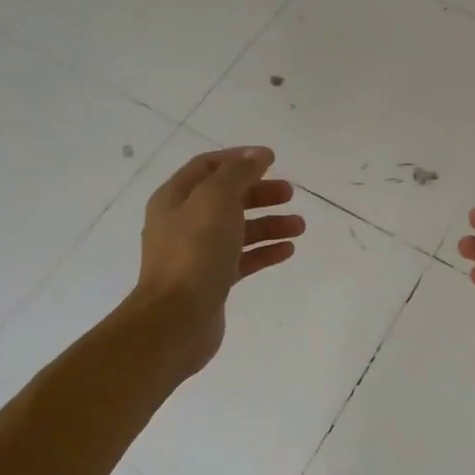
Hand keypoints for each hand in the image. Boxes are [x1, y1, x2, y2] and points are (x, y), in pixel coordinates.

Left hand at [136, 147, 303, 376]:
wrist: (177, 318)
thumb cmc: (195, 251)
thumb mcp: (216, 199)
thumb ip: (238, 173)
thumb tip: (258, 155)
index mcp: (176, 198)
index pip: (208, 166)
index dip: (239, 159)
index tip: (272, 160)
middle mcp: (183, 223)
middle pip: (226, 198)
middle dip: (259, 193)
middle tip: (290, 193)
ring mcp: (196, 254)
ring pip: (238, 229)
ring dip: (269, 223)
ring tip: (299, 226)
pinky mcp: (211, 281)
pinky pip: (242, 259)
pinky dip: (265, 251)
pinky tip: (288, 250)